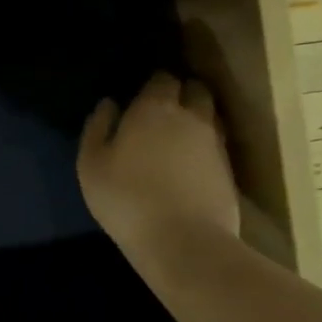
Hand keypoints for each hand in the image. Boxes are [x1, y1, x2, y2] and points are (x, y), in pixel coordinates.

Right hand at [79, 72, 240, 256]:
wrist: (184, 242)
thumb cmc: (126, 198)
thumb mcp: (91, 165)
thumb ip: (97, 128)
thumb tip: (108, 104)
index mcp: (154, 108)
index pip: (162, 79)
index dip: (153, 84)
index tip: (142, 94)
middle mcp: (191, 117)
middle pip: (195, 90)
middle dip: (183, 93)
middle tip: (165, 109)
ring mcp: (216, 144)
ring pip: (211, 117)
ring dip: (198, 118)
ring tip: (181, 134)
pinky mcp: (230, 172)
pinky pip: (218, 147)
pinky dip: (206, 148)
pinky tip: (192, 164)